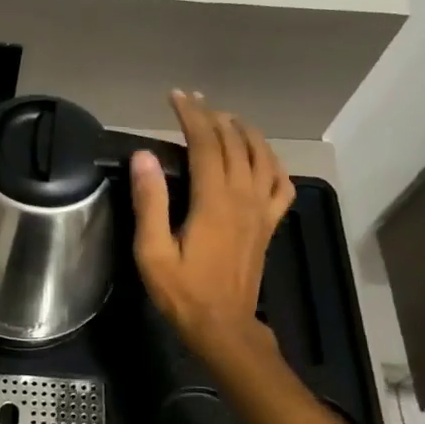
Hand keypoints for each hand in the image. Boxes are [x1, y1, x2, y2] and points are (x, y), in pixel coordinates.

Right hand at [131, 91, 295, 364]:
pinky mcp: (269, 224)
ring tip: (225, 119)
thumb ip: (150, 202)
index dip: (191, 115)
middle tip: (193, 101)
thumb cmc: (182, 291)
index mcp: (213, 201)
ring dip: (244, 131)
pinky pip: (280, 184)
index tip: (175, 97)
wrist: (223, 326)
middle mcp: (243, 197)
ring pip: (262, 156)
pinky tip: (261, 158)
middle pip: (233, 143)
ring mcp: (261, 210)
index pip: (205, 143)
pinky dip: (272, 162)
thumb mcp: (152, 251)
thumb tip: (144, 156)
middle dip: (213, 116)